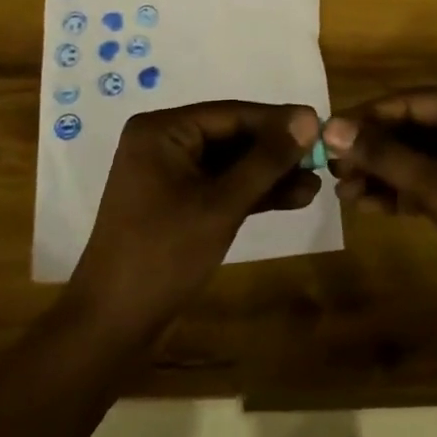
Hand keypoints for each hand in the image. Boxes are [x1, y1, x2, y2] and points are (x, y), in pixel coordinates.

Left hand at [68, 101, 322, 333]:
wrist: (114, 323)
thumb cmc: (164, 253)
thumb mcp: (222, 204)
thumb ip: (266, 160)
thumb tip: (307, 119)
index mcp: (162, 130)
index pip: (231, 113)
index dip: (278, 120)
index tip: (320, 125)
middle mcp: (163, 143)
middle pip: (232, 137)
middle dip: (276, 152)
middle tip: (323, 158)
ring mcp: (169, 175)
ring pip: (230, 165)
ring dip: (270, 175)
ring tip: (316, 184)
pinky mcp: (178, 204)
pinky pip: (221, 187)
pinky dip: (253, 194)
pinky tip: (293, 199)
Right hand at [322, 87, 436, 300]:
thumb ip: (386, 156)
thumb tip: (332, 127)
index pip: (411, 101)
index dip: (367, 117)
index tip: (326, 135)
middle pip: (415, 127)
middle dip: (374, 150)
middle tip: (332, 170)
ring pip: (422, 156)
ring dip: (385, 173)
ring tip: (344, 193)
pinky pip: (435, 179)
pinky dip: (405, 190)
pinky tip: (372, 205)